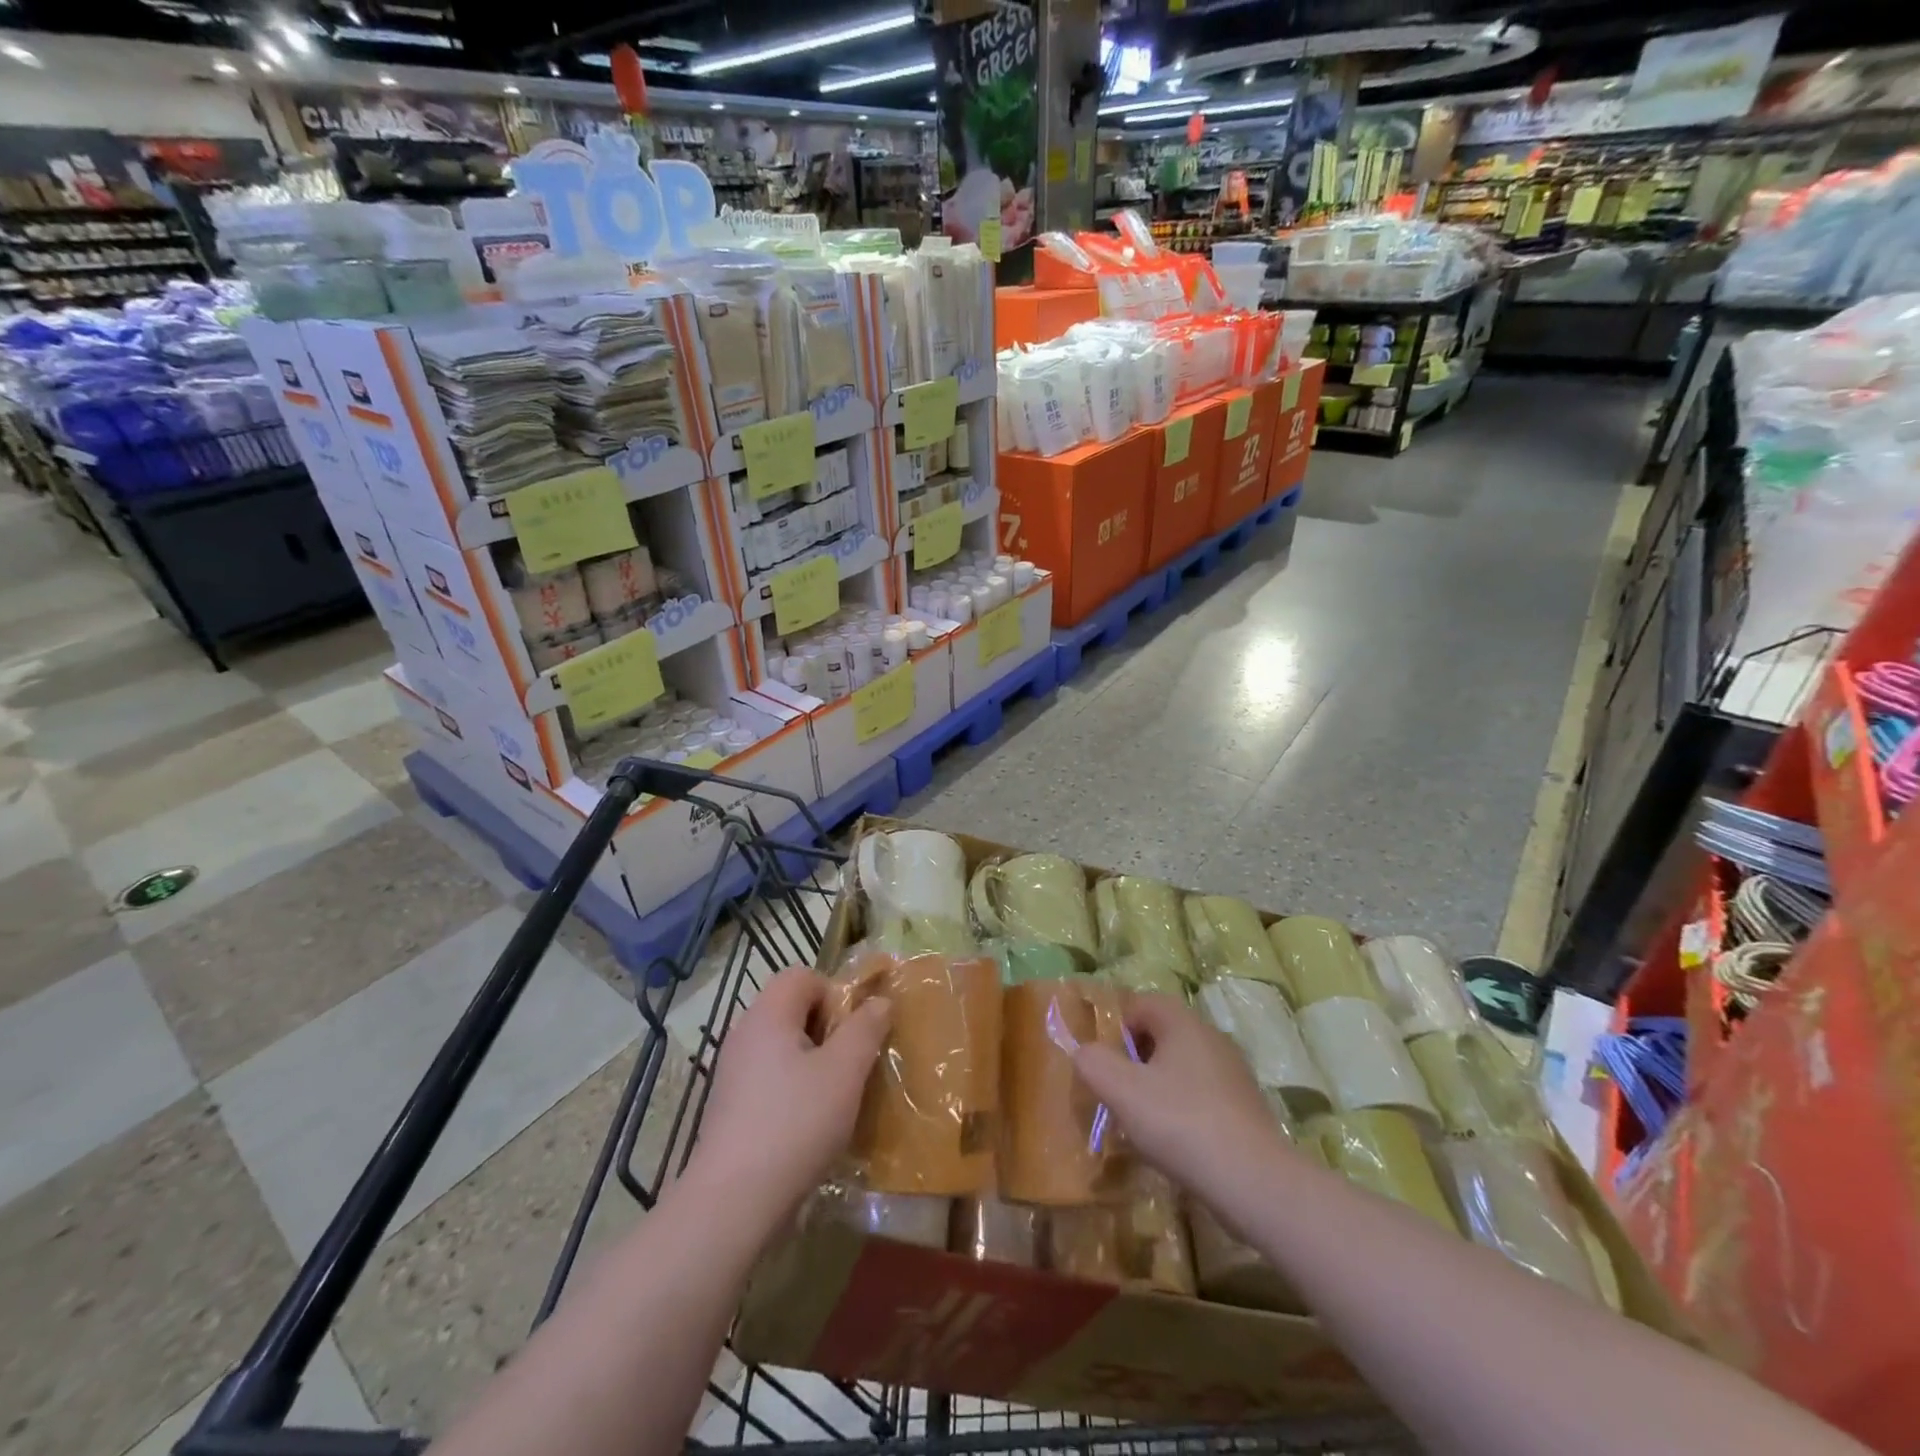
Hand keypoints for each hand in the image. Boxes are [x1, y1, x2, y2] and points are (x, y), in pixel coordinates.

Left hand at [689, 967, 889, 1216]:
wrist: (733, 1203)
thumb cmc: (795, 1124)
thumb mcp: (845, 1071)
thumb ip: (866, 1028)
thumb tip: (879, 1001)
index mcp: (768, 1015)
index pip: (803, 976)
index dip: (835, 994)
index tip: (853, 1032)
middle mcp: (744, 1033)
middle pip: (792, 1009)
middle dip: (828, 1030)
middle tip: (850, 1065)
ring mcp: (732, 1072)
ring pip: (783, 1046)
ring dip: (814, 1062)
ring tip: (835, 1097)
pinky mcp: (730, 1107)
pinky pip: (769, 1078)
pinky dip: (793, 1089)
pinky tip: (808, 1124)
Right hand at [1073, 993, 1294, 1205]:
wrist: (1254, 1182)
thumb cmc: (1180, 1122)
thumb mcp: (1121, 1090)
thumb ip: (1093, 1062)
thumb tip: (1084, 1052)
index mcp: (1183, 1023)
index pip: (1141, 1003)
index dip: (1115, 1025)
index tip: (1101, 1060)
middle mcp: (1211, 1038)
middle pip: (1161, 1034)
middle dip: (1133, 1057)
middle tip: (1115, 1090)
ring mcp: (1233, 1073)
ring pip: (1181, 1067)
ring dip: (1156, 1085)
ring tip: (1139, 1120)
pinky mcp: (1245, 1108)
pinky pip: (1201, 1095)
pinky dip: (1181, 1109)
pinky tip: (1172, 1142)